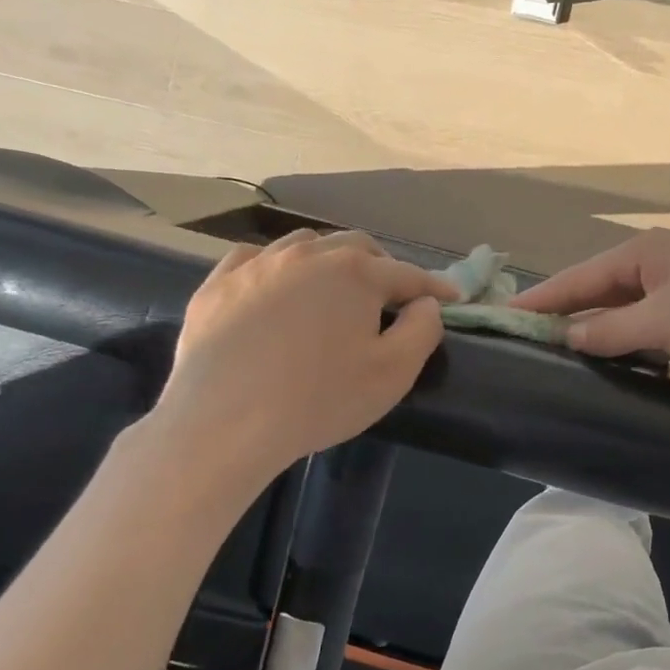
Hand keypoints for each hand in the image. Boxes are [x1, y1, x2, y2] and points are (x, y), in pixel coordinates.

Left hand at [152, 231, 456, 476]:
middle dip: (381, 265)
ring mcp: (256, 266)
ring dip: (329, 260)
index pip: (406, 274)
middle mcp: (307, 255)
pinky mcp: (217, 286)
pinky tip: (276, 286)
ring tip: (334, 287)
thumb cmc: (320, 399)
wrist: (224, 424)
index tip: (452, 297)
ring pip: (304, 245)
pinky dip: (277, 266)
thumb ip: (422, 329)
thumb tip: (426, 303)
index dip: (434, 286)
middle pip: (356, 247)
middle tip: (391, 295)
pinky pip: (254, 258)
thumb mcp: (393, 373)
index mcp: (355, 273)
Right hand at [511, 229, 669, 371]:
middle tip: (526, 336)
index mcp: (641, 253)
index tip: (506, 316)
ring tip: (557, 348)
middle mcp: (654, 262)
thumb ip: (612, 331)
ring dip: (594, 325)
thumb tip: (568, 338)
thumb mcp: (662, 322)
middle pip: (597, 288)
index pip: (578, 277)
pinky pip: (644, 319)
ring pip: (621, 305)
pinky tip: (610, 352)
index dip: (543, 298)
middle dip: (564, 311)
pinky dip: (624, 334)